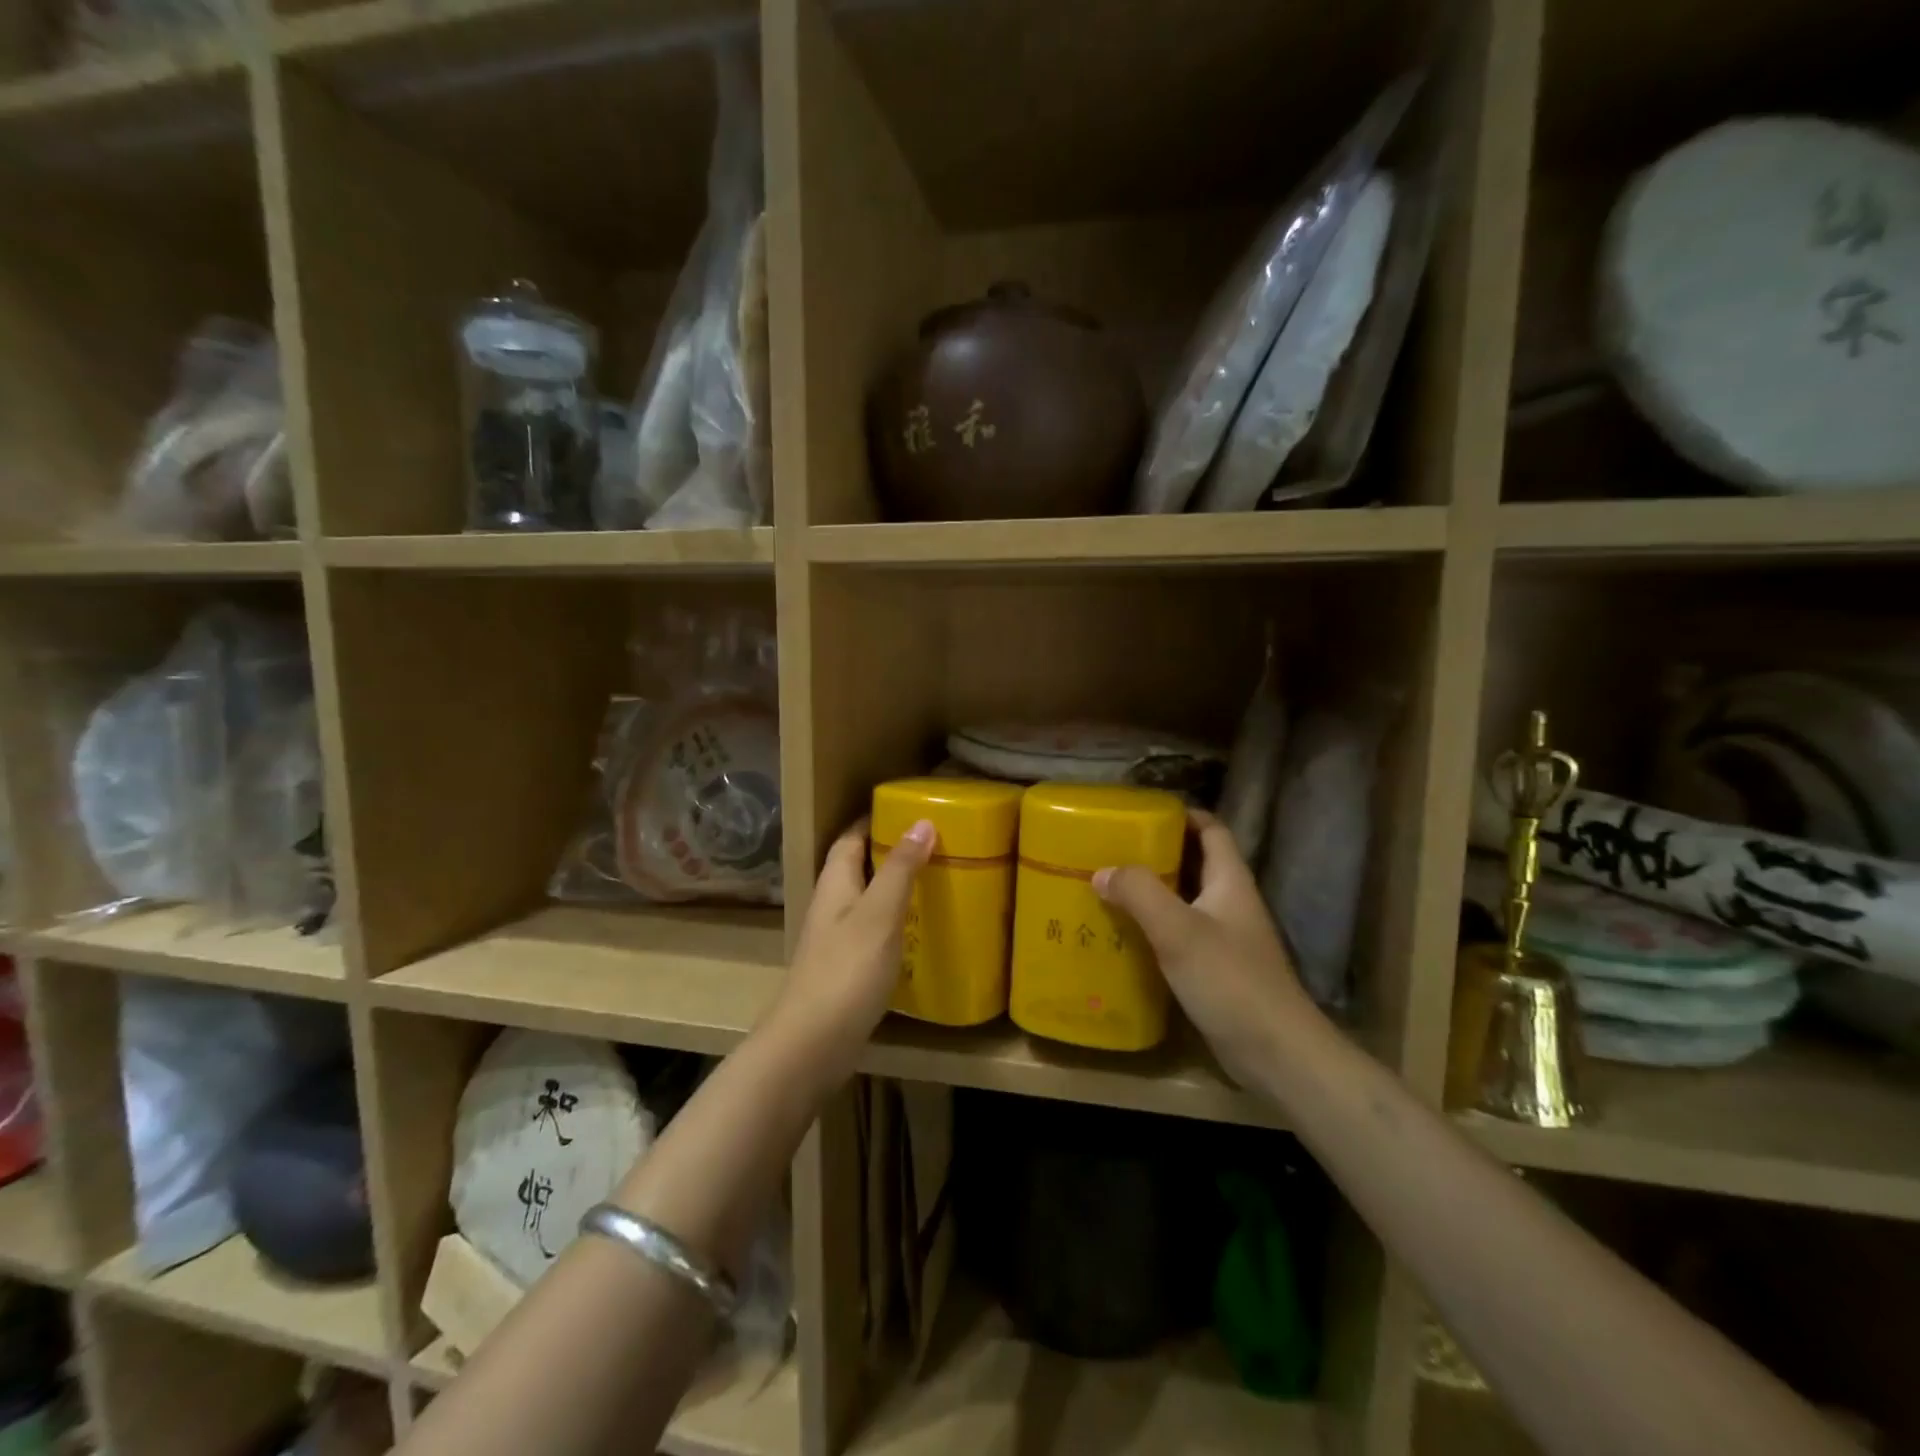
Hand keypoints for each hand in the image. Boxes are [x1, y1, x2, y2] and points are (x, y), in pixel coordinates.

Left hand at [765, 816, 935, 1084]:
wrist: (811, 1044)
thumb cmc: (846, 971)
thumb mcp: (880, 913)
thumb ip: (900, 869)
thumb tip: (922, 821)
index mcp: (835, 882)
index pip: (852, 837)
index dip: (877, 820)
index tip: (912, 810)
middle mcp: (831, 905)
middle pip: (859, 866)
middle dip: (891, 851)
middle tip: (936, 844)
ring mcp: (835, 939)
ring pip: (867, 899)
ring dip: (895, 887)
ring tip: (935, 881)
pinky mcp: (845, 968)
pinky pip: (872, 930)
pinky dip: (895, 922)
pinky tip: (919, 931)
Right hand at [1095, 810, 1312, 1085]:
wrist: (1275, 1052)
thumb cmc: (1230, 980)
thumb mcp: (1178, 930)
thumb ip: (1139, 893)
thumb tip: (1102, 872)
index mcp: (1230, 881)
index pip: (1212, 830)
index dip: (1182, 815)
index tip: (1141, 812)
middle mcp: (1230, 903)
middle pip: (1194, 863)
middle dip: (1156, 852)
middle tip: (1112, 849)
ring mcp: (1226, 938)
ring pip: (1184, 900)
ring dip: (1151, 892)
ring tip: (1108, 887)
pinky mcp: (1216, 969)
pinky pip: (1180, 934)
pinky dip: (1154, 927)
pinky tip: (1124, 935)